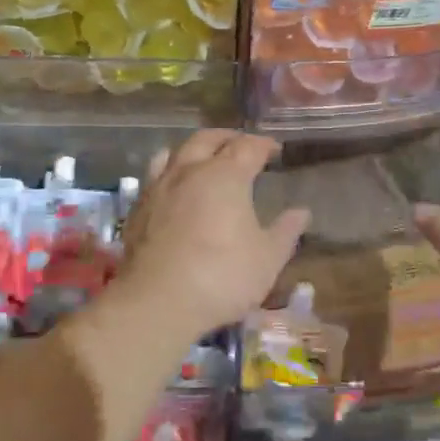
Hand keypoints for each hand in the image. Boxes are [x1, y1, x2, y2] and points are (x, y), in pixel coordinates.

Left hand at [114, 130, 310, 336]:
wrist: (157, 302)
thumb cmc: (222, 276)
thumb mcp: (267, 259)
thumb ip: (285, 232)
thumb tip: (301, 212)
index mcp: (226, 176)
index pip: (248, 147)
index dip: (264, 144)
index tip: (275, 149)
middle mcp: (190, 171)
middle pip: (207, 139)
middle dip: (227, 138)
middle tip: (241, 144)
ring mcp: (159, 188)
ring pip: (174, 152)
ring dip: (193, 149)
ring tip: (203, 158)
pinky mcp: (137, 209)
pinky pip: (154, 177)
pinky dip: (169, 172)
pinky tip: (174, 189)